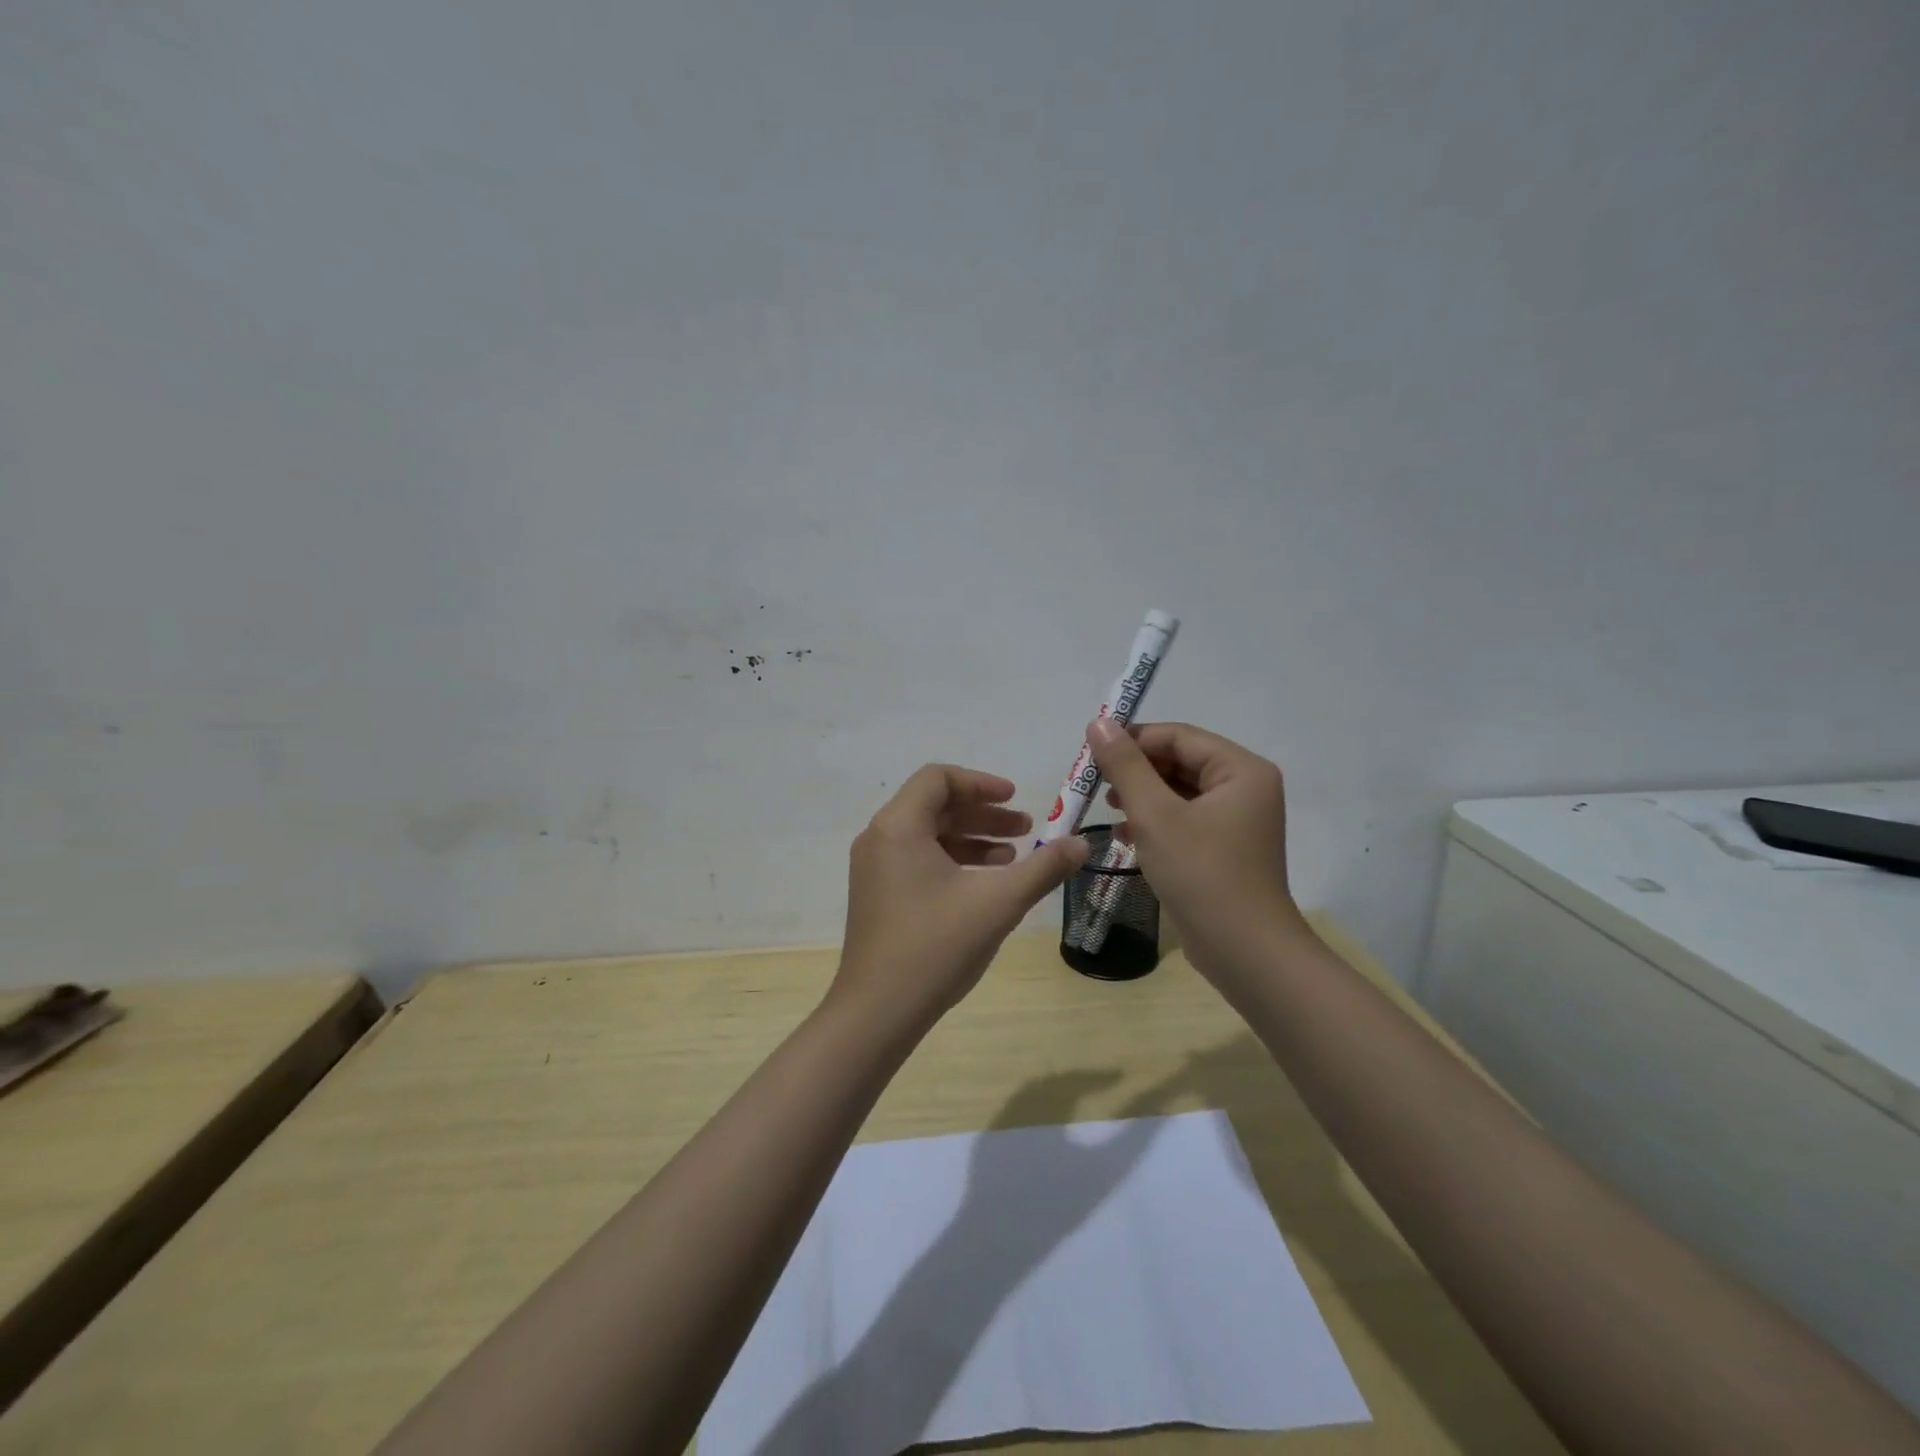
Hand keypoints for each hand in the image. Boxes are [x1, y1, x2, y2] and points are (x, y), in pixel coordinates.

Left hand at [832, 766, 1090, 1030]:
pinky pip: (917, 860)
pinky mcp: (877, 895)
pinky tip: (984, 884)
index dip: (981, 784)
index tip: (1015, 798)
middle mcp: (879, 839)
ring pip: (927, 835)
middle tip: (1025, 828)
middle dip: (983, 814)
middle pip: (934, 806)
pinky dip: (952, 861)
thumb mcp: (998, 904)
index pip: (938, 779)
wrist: (877, 1013)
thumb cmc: (936, 947)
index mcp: (898, 827)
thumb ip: (1043, 868)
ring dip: (971, 839)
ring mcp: (874, 868)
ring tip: (1013, 857)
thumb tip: (1083, 843)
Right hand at [1086, 719, 1305, 957]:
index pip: (1178, 736)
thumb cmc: (1201, 874)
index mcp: (1241, 769)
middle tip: (1095, 784)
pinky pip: (1185, 818)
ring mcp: (1238, 820)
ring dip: (1142, 795)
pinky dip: (1155, 821)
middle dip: (1136, 770)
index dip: (1132, 739)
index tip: (1090, 754)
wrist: (1245, 953)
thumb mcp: (1155, 815)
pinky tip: (1126, 834)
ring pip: (1179, 791)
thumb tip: (1098, 722)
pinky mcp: (1225, 848)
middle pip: (1180, 761)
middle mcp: (1246, 787)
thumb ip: (1125, 766)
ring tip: (1108, 808)